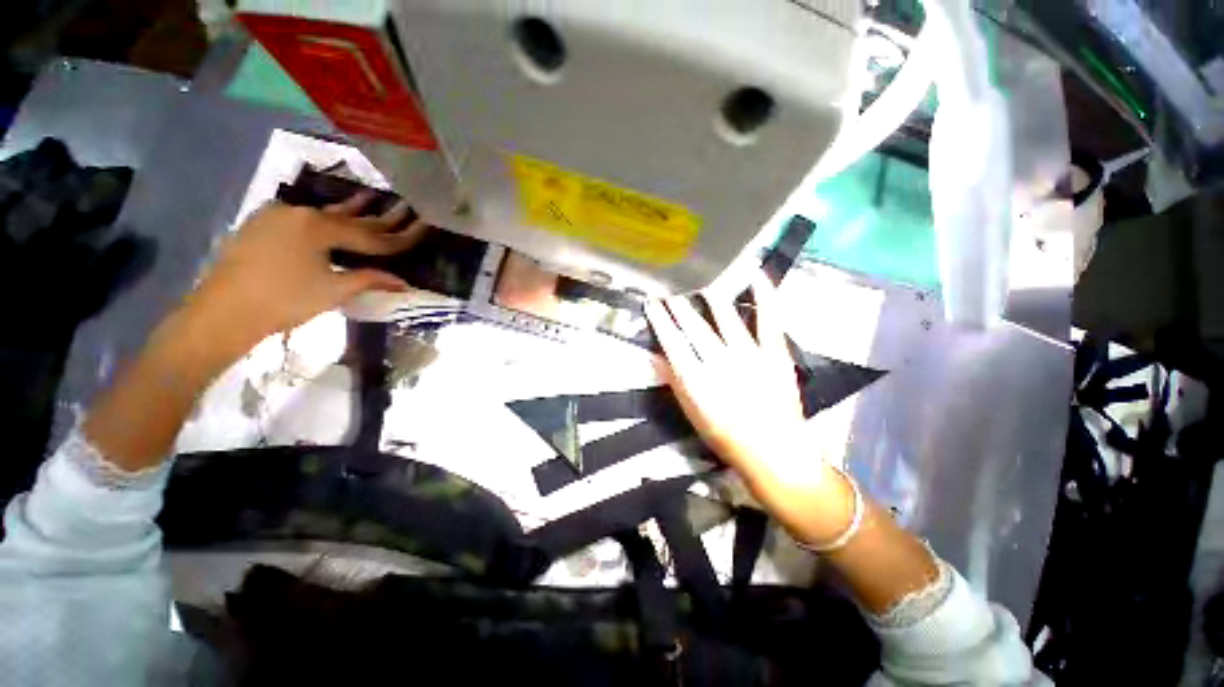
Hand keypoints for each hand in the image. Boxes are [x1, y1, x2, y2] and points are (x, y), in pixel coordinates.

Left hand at [185, 193, 426, 354]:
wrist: (224, 310)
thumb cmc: (284, 300)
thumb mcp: (333, 291)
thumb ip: (369, 280)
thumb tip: (402, 282)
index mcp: (319, 227)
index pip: (369, 235)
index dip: (398, 236)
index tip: (421, 228)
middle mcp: (299, 213)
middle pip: (349, 218)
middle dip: (379, 217)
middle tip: (404, 207)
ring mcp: (277, 215)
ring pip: (323, 213)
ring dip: (349, 208)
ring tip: (370, 195)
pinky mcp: (261, 224)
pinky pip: (302, 217)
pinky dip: (322, 217)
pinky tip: (328, 213)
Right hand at [645, 275, 853, 545]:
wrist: (775, 453)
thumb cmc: (727, 437)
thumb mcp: (693, 414)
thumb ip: (673, 383)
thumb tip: (653, 357)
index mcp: (697, 380)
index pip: (672, 342)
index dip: (660, 321)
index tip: (652, 304)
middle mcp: (720, 362)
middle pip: (694, 328)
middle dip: (679, 308)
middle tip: (670, 293)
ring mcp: (749, 355)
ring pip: (725, 318)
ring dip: (710, 298)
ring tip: (701, 284)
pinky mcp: (774, 354)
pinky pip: (768, 319)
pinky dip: (764, 296)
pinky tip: (755, 275)